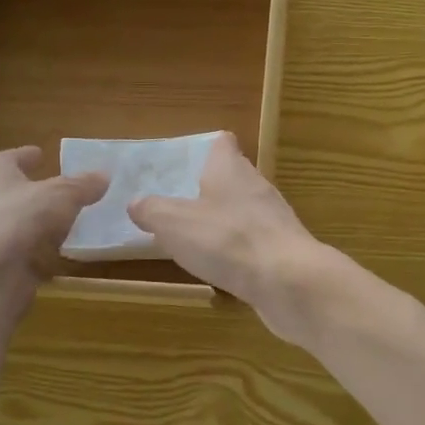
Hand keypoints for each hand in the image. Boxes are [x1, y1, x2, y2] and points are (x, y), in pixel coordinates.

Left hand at [0, 146, 107, 304]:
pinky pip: (23, 247)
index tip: (42, 154)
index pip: (12, 157)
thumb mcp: (63, 194)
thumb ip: (83, 185)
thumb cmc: (21, 218)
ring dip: (38, 219)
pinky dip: (39, 246)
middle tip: (60, 187)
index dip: (28, 155)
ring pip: (18, 219)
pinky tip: (60, 249)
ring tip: (67, 219)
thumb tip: (104, 175)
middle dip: (33, 188)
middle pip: (12, 188)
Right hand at [128, 132, 332, 342]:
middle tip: (178, 204)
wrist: (289, 281)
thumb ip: (152, 210)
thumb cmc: (228, 240)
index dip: (203, 148)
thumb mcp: (174, 223)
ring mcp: (274, 219)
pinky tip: (221, 266)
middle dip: (208, 188)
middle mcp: (256, 186)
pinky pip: (254, 242)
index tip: (182, 163)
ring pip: (244, 210)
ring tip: (194, 237)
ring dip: (223, 221)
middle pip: (233, 177)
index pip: (221, 143)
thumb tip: (136, 203)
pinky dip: (237, 249)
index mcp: (230, 168)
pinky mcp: (283, 250)